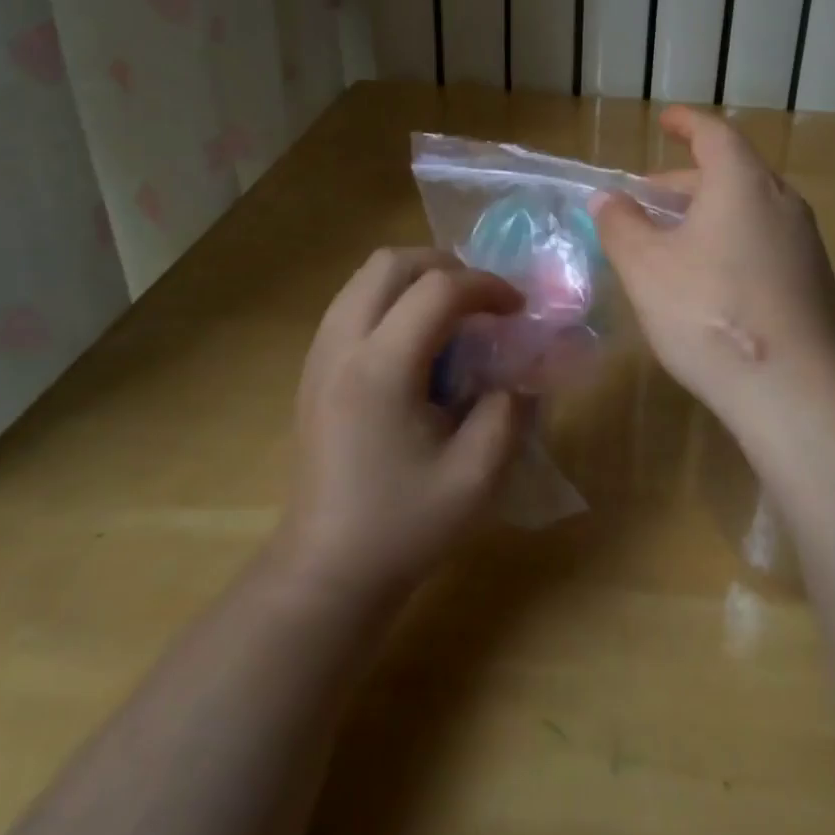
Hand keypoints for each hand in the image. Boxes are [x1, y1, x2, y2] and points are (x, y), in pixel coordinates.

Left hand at [280, 248, 526, 599]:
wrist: (325, 571)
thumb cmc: (403, 526)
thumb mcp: (478, 475)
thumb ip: (510, 410)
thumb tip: (521, 370)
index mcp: (381, 369)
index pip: (438, 289)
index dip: (487, 286)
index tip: (517, 310)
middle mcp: (342, 347)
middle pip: (391, 263)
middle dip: (446, 266)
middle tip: (481, 300)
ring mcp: (319, 355)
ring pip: (366, 277)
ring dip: (416, 279)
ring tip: (452, 314)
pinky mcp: (313, 369)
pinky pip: (353, 302)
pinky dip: (392, 299)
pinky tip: (417, 343)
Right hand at [592, 107, 834, 428]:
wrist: (798, 391)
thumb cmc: (711, 313)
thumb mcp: (647, 268)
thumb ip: (622, 226)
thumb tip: (608, 200)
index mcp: (743, 183)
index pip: (714, 134)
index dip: (686, 123)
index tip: (665, 121)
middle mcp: (782, 202)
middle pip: (731, 173)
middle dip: (685, 180)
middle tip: (648, 200)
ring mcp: (805, 243)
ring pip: (748, 210)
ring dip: (708, 214)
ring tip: (672, 241)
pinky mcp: (814, 281)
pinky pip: (765, 241)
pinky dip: (732, 241)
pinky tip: (710, 280)